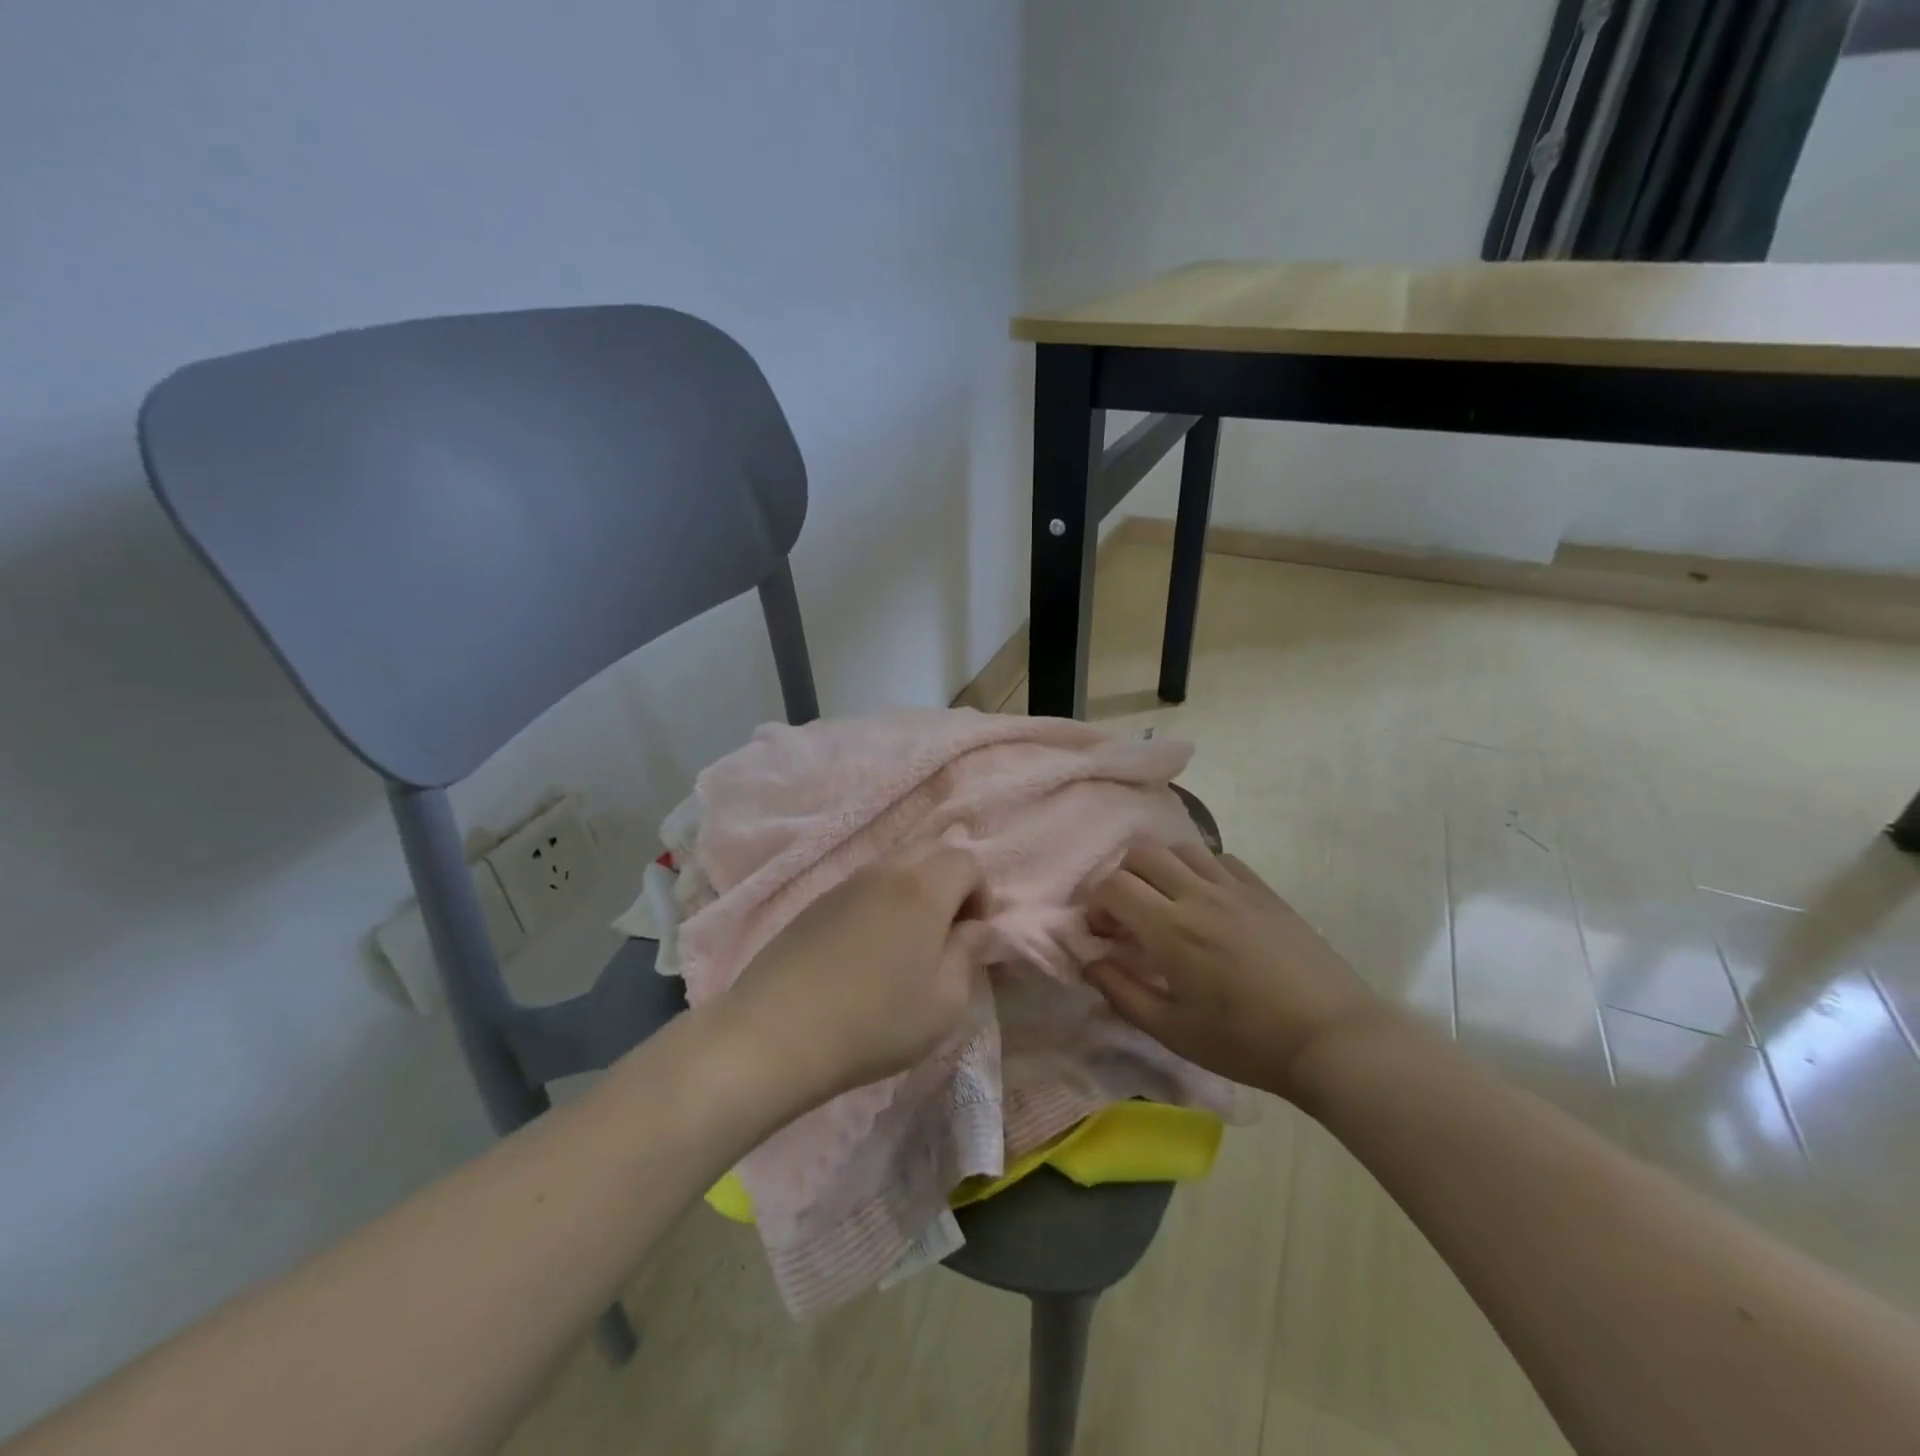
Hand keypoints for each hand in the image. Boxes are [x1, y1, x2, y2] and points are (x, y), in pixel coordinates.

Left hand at [718, 846, 983, 1109]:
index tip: (970, 938)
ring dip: (914, 892)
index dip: (981, 894)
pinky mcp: (816, 903)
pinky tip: (866, 952)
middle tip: (944, 935)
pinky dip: (881, 903)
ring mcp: (845, 883)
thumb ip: (968, 955)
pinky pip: (864, 887)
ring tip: (906, 946)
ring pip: (895, 867)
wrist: (776, 1033)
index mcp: (923, 887)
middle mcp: (885, 871)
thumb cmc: (875, 1021)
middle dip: (949, 884)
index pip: (968, 861)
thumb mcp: (944, 1003)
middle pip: (931, 851)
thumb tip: (976, 928)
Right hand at [1085, 842, 1385, 1102]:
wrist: (1331, 1038)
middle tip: (1130, 915)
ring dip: (1160, 868)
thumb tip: (1091, 962)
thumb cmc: (1246, 1043)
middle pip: (1142, 854)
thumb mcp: (1173, 1031)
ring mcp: (1235, 887)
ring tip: (1167, 902)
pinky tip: (1208, 901)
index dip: (1097, 904)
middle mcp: (1198, 895)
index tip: (1104, 933)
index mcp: (1171, 930)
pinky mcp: (1264, 891)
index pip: (1114, 886)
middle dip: (1122, 878)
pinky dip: (1200, 869)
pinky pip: (1221, 858)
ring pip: (1181, 848)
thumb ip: (1122, 993)